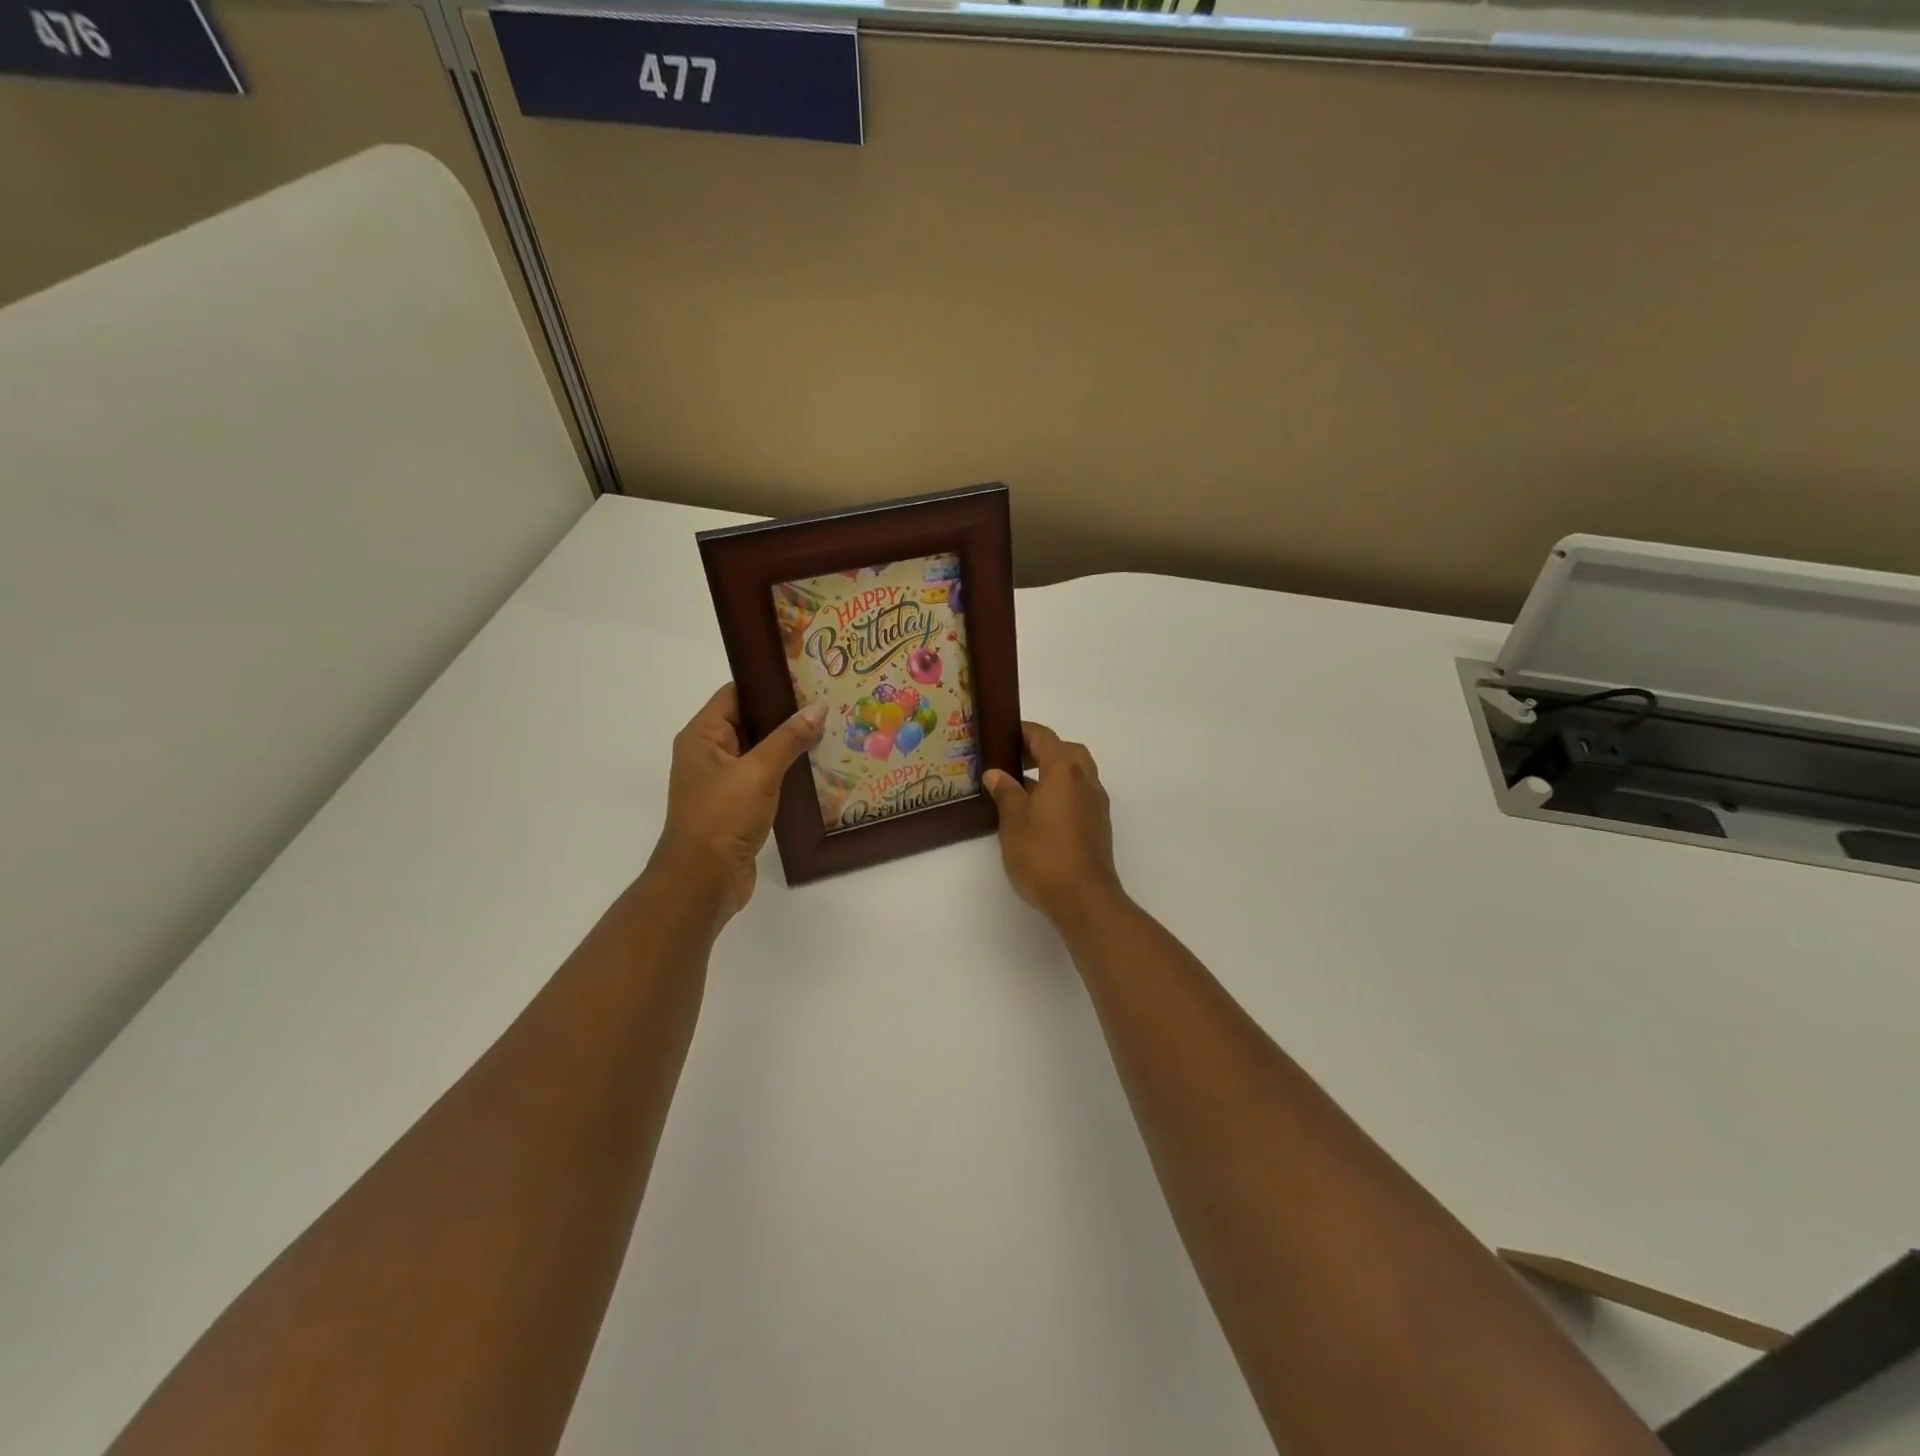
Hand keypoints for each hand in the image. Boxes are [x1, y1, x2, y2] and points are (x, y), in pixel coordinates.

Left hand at [651, 684, 825, 915]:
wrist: (704, 880)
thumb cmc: (722, 817)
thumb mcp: (758, 772)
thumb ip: (789, 738)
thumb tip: (818, 707)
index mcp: (703, 736)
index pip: (736, 694)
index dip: (768, 683)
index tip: (807, 677)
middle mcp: (709, 753)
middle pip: (750, 721)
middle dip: (786, 714)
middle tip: (827, 703)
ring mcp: (723, 781)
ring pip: (761, 751)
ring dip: (790, 745)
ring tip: (831, 731)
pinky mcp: (737, 805)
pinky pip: (765, 777)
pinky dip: (787, 771)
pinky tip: (818, 767)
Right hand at [983, 722, 1123, 927]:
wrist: (1083, 898)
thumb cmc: (1043, 854)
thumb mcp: (1014, 821)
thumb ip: (1006, 793)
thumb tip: (996, 774)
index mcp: (1064, 771)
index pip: (1045, 738)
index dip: (1025, 732)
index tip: (1004, 734)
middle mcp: (1086, 781)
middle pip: (1067, 752)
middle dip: (1043, 750)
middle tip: (1016, 759)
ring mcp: (1096, 804)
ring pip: (1078, 773)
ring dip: (1055, 772)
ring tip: (1024, 787)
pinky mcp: (1099, 826)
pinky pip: (1081, 794)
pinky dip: (1063, 791)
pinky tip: (1041, 812)